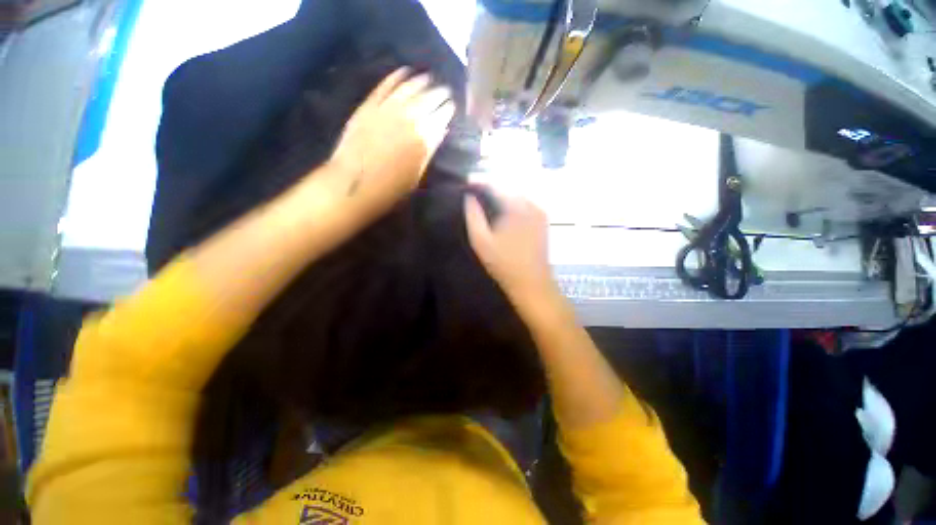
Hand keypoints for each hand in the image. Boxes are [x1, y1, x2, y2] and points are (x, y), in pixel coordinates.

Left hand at [329, 68, 455, 217]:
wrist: (354, 184)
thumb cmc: (390, 188)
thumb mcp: (417, 175)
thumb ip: (429, 150)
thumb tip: (441, 131)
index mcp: (423, 139)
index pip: (441, 117)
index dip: (448, 110)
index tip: (452, 105)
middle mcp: (408, 119)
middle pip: (428, 99)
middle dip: (439, 93)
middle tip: (445, 90)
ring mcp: (387, 110)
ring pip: (409, 88)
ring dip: (421, 81)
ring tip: (428, 78)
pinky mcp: (369, 105)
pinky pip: (385, 86)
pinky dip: (396, 77)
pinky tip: (404, 71)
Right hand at [465, 191, 557, 305]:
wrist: (532, 283)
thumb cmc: (504, 264)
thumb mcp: (481, 241)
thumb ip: (473, 216)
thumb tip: (468, 197)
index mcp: (516, 207)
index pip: (496, 186)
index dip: (480, 182)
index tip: (467, 182)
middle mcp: (531, 204)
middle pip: (508, 187)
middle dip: (491, 188)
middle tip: (475, 192)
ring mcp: (540, 212)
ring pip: (517, 195)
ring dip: (502, 195)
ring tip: (486, 201)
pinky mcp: (543, 220)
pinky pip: (525, 204)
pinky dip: (512, 204)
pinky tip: (503, 212)